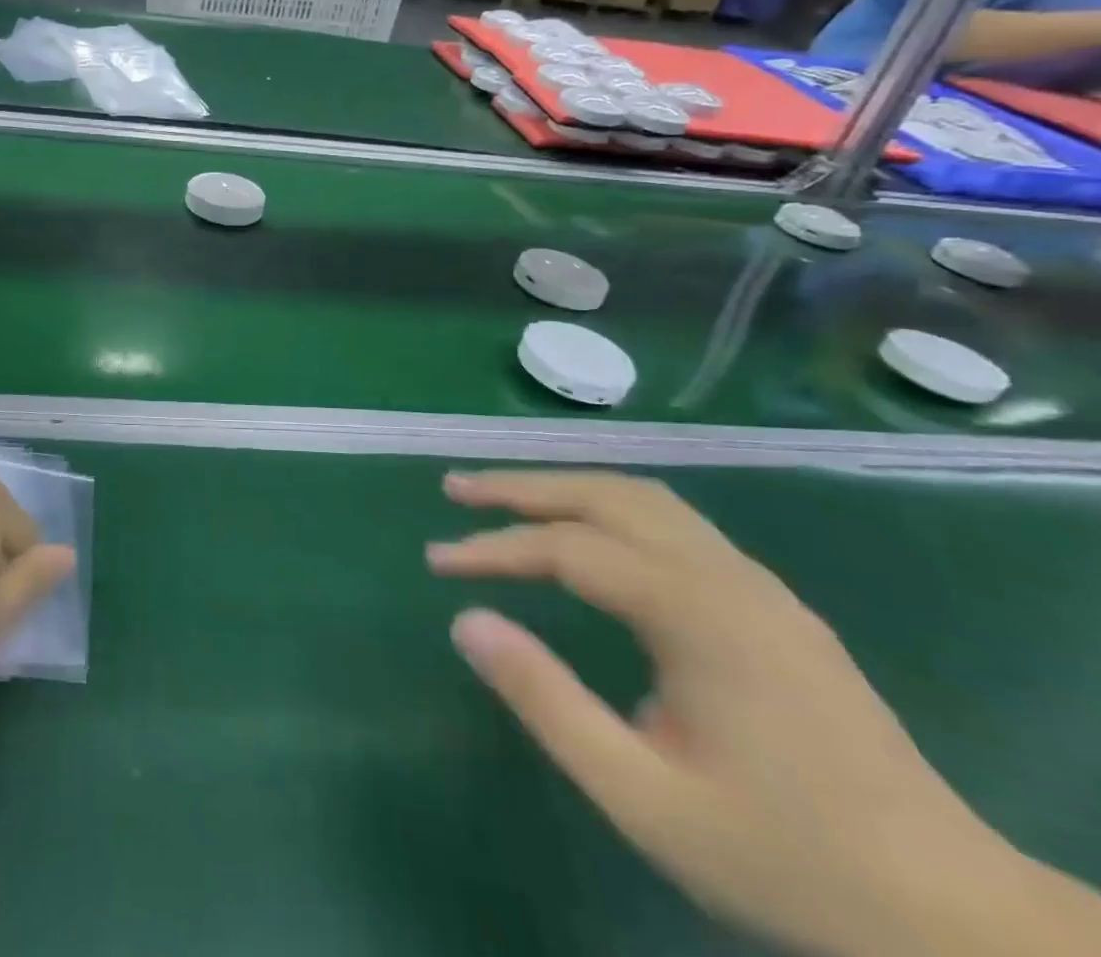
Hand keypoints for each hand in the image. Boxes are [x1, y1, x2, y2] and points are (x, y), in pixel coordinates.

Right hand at [429, 471, 1029, 956]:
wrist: (960, 921)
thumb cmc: (786, 860)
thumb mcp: (644, 799)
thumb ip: (548, 703)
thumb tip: (467, 623)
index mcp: (698, 614)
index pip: (569, 548)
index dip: (495, 548)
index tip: (438, 561)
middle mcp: (727, 576)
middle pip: (607, 494)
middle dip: (523, 485)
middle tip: (457, 488)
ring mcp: (758, 585)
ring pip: (644, 498)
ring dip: (567, 487)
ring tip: (507, 498)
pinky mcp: (772, 604)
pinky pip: (674, 523)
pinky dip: (609, 507)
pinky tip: (588, 533)